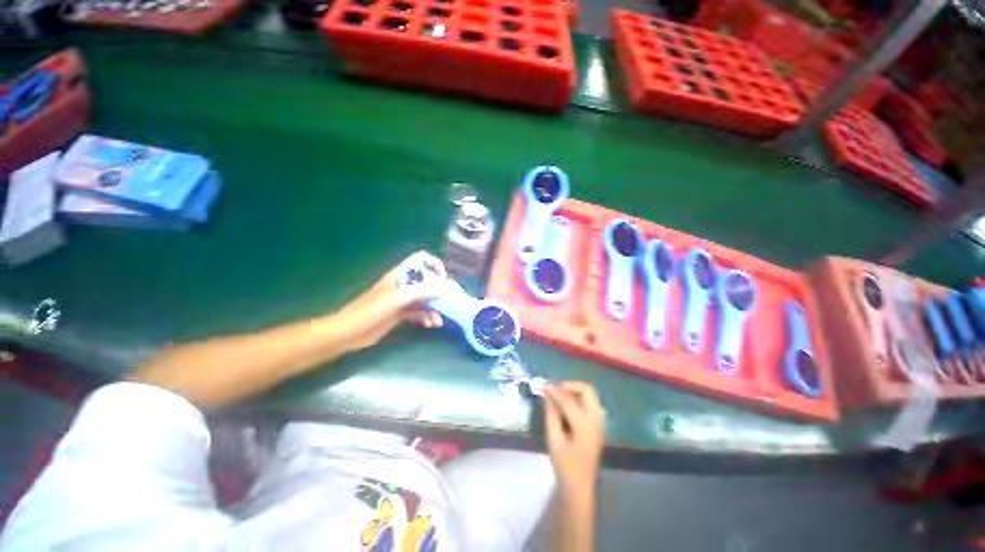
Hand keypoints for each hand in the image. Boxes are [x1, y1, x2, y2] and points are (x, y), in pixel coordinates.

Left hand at [334, 251, 446, 351]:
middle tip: (447, 304)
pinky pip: (418, 312)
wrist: (349, 332)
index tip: (443, 279)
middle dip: (437, 292)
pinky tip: (429, 325)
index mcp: (400, 275)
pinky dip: (425, 317)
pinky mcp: (400, 313)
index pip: (420, 260)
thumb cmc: (370, 311)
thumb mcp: (396, 300)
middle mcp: (403, 285)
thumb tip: (442, 288)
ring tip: (437, 321)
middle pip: (426, 281)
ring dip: (433, 309)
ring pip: (424, 299)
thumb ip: (419, 292)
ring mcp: (402, 299)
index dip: (433, 265)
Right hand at [543, 381, 603, 499]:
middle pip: (588, 391)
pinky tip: (565, 405)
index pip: (569, 401)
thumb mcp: (554, 440)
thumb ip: (551, 415)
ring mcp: (598, 423)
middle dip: (571, 385)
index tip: (542, 385)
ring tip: (559, 395)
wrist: (580, 487)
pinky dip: (578, 398)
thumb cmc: (565, 466)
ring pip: (590, 395)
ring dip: (575, 391)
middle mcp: (595, 421)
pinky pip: (589, 403)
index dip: (554, 391)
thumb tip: (548, 395)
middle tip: (556, 389)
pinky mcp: (597, 425)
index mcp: (585, 426)